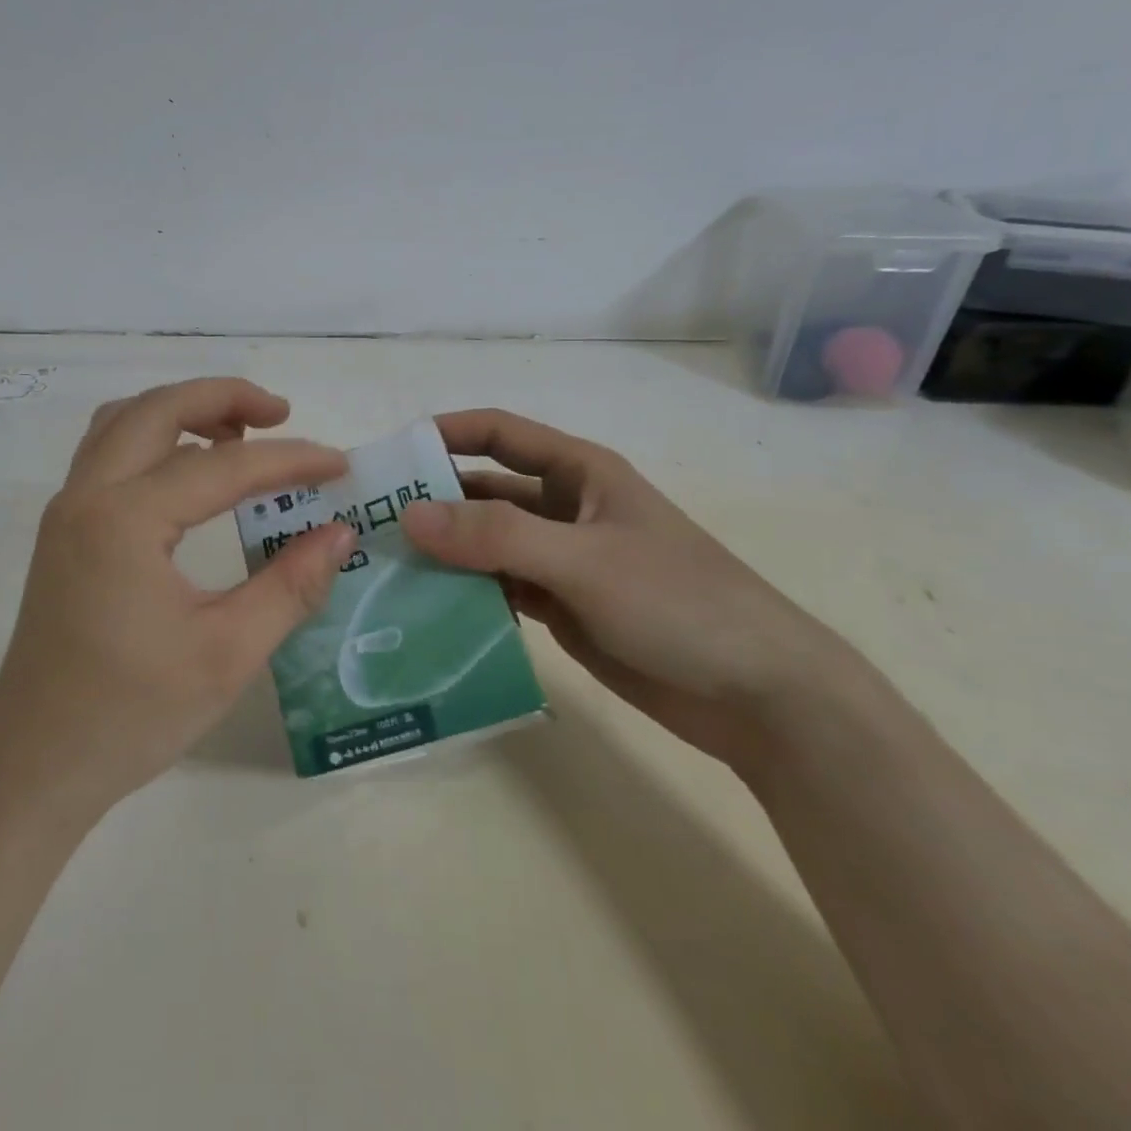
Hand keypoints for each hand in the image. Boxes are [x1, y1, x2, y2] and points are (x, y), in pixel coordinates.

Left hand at [0, 378, 355, 814]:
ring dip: (182, 411)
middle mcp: (87, 496)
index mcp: (125, 520)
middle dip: (223, 396)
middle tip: (281, 414)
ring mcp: (68, 510)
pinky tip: (191, 472)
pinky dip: (154, 439)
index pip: (223, 467)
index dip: (289, 461)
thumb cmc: (131, 715)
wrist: (35, 764)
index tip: (340, 466)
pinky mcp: (64, 531)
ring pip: (124, 422)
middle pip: (157, 408)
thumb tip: (339, 532)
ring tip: (239, 434)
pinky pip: (109, 454)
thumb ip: (290, 586)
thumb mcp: (227, 654)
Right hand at [400, 409, 843, 768]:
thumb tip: (409, 515)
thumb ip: (496, 536)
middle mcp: (563, 509)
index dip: (446, 433)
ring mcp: (561, 561)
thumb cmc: (679, 604)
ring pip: (486, 544)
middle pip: (483, 492)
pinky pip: (498, 589)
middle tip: (369, 523)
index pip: (499, 433)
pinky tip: (425, 610)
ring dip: (443, 553)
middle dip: (432, 500)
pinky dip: (465, 595)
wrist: (762, 697)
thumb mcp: (583, 560)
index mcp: (579, 473)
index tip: (389, 453)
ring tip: (383, 569)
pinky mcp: (561, 607)